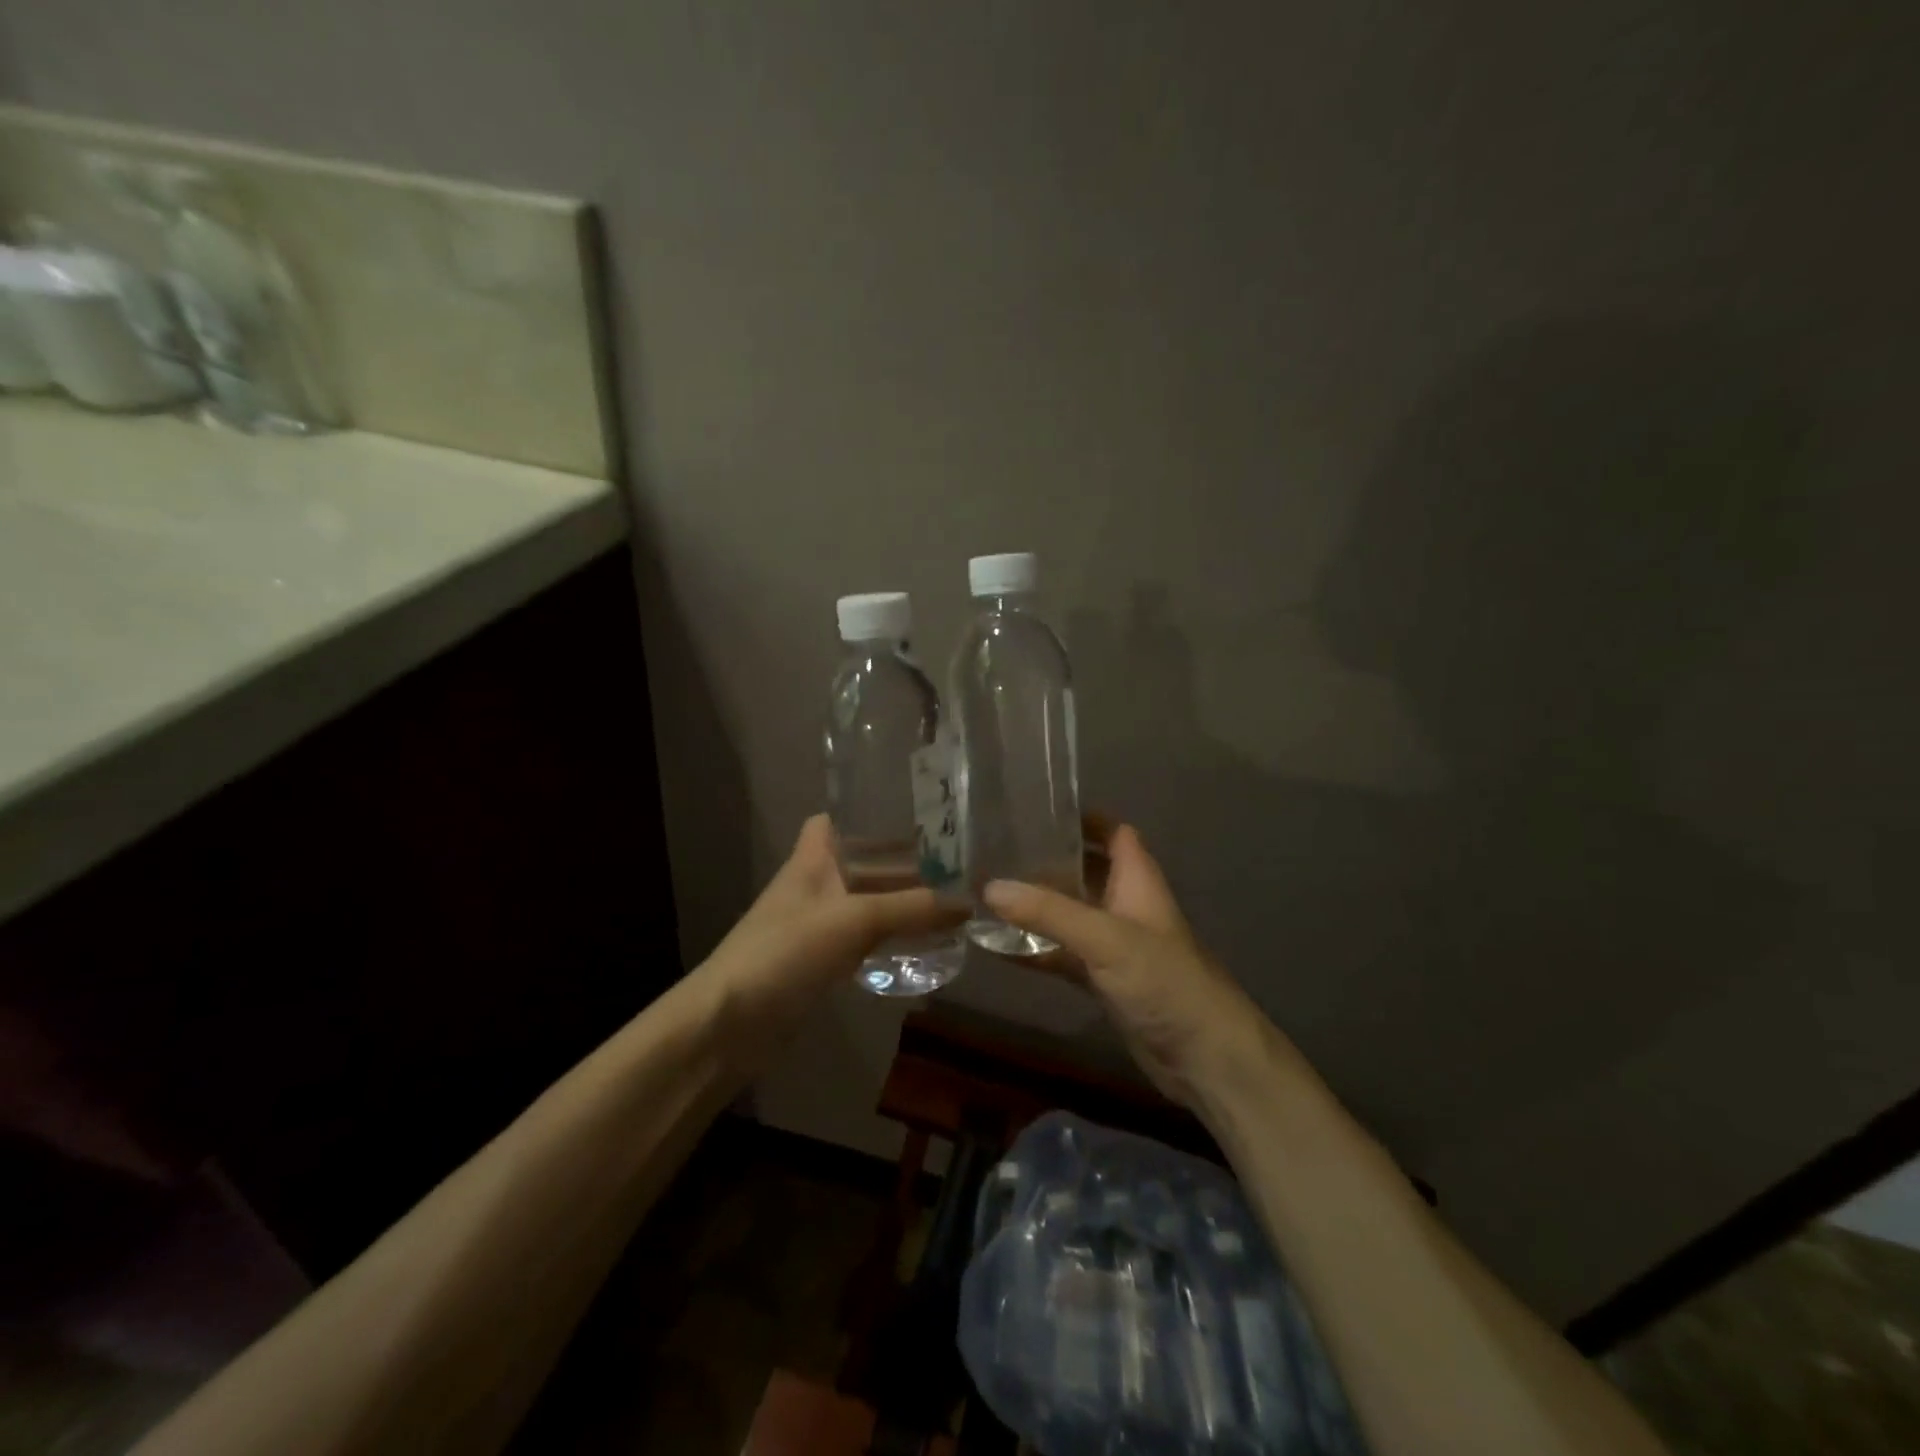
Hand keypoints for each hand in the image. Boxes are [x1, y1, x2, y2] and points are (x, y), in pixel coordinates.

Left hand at [695, 815, 965, 1060]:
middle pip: (860, 863)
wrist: (732, 1024)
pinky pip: (863, 940)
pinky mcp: (820, 962)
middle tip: (953, 864)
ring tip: (951, 903)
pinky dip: (890, 938)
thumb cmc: (787, 951)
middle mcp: (814, 886)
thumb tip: (967, 902)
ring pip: (865, 903)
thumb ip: (911, 908)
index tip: (911, 816)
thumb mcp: (855, 920)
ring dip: (900, 903)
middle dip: (900, 863)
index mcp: (812, 859)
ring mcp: (815, 926)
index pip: (833, 820)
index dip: (865, 814)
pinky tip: (924, 945)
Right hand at [983, 822, 1288, 1112]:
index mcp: (1137, 880)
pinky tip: (997, 946)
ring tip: (986, 890)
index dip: (1083, 819)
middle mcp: (1125, 905)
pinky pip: (1063, 954)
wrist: (1204, 1057)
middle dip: (1047, 859)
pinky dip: (1035, 949)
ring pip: (1070, 913)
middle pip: (1085, 870)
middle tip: (996, 849)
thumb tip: (988, 886)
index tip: (1036, 810)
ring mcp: (1114, 944)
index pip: (1114, 833)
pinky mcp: (1103, 979)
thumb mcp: (1105, 938)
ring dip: (1036, 905)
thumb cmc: (1164, 981)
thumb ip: (1048, 912)